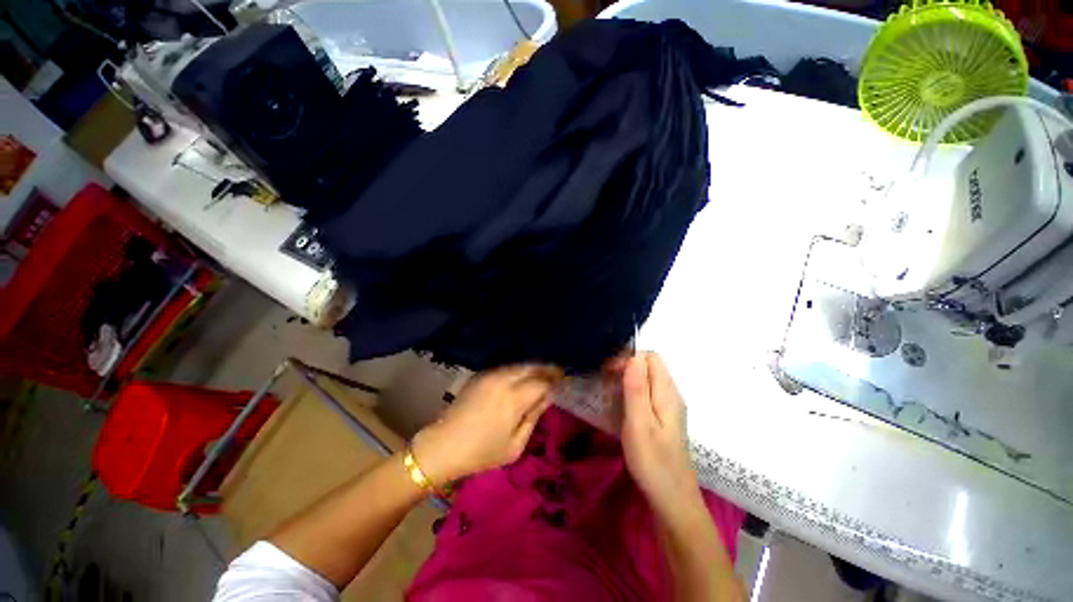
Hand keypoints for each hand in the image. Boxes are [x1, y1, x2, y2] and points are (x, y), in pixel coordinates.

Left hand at [411, 365, 561, 485]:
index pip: (542, 383)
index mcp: (513, 398)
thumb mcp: (515, 445)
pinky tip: (524, 376)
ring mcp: (490, 374)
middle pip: (531, 367)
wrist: (443, 445)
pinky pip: (506, 367)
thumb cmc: (482, 452)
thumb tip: (547, 397)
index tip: (563, 381)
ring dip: (533, 367)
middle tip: (558, 373)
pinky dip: (519, 369)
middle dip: (546, 369)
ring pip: (519, 364)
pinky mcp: (481, 374)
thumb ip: (534, 417)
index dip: (554, 381)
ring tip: (543, 373)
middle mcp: (503, 380)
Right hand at [619, 352, 697, 513]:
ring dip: (627, 378)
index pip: (650, 357)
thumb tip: (633, 357)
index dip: (628, 358)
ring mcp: (669, 406)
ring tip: (609, 391)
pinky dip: (632, 391)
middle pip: (650, 365)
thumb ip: (636, 389)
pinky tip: (621, 404)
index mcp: (667, 393)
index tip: (608, 371)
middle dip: (626, 365)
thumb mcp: (639, 424)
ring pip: (648, 378)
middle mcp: (671, 394)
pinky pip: (647, 392)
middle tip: (605, 381)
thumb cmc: (652, 462)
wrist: (672, 500)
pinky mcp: (664, 417)